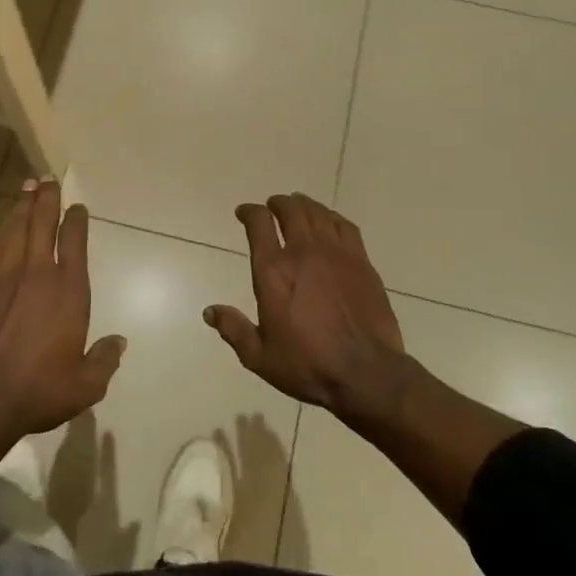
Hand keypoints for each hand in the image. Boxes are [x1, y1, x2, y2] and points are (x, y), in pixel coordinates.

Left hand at [0, 179, 125, 441]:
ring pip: (14, 231)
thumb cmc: (39, 390)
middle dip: (46, 200)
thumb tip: (118, 342)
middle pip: (41, 224)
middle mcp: (37, 274)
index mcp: (68, 291)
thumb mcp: (86, 385)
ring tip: (26, 189)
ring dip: (22, 208)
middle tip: (47, 180)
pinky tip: (2, 228)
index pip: (74, 242)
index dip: (76, 221)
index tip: (77, 207)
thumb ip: (104, 360)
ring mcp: (3, 278)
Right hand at [206, 194, 407, 417]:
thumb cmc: (307, 365)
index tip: (244, 213)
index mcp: (273, 271)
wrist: (365, 373)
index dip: (249, 212)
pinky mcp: (361, 262)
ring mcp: (336, 253)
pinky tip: (330, 223)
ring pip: (318, 213)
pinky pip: (345, 226)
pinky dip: (332, 218)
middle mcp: (303, 252)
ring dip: (304, 206)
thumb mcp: (259, 356)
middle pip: (290, 210)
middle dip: (278, 203)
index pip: (259, 223)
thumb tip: (209, 312)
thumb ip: (234, 330)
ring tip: (299, 208)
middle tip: (273, 206)